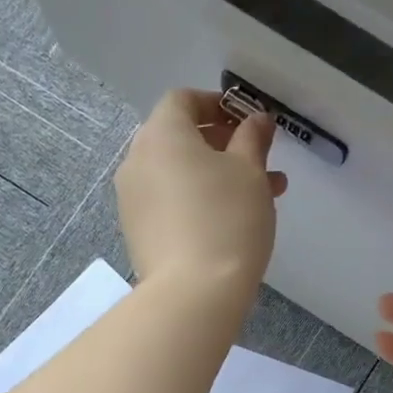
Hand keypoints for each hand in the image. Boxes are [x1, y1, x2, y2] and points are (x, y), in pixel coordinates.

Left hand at [116, 88, 286, 303]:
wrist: (193, 293)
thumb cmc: (227, 220)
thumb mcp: (251, 172)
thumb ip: (253, 139)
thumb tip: (256, 120)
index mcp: (162, 135)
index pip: (183, 99)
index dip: (217, 104)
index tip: (247, 122)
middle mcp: (137, 160)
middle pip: (178, 137)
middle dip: (222, 144)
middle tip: (258, 159)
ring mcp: (132, 199)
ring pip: (177, 174)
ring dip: (215, 175)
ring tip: (260, 195)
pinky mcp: (137, 232)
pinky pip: (168, 202)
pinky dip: (196, 200)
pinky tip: (230, 222)